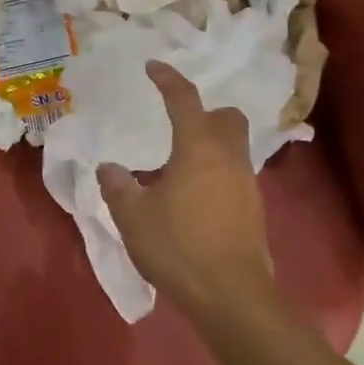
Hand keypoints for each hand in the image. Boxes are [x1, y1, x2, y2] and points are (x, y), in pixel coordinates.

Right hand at [98, 62, 275, 317]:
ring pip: (234, 147)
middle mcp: (228, 158)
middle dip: (205, 112)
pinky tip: (194, 196)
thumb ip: (118, 187)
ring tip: (179, 164)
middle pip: (227, 118)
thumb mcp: (133, 217)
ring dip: (211, 144)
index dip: (168, 79)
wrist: (231, 297)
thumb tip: (109, 167)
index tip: (153, 67)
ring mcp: (246, 184)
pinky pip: (235, 175)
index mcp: (198, 148)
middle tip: (178, 123)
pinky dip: (216, 173)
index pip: (184, 100)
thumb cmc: (179, 247)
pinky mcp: (254, 210)